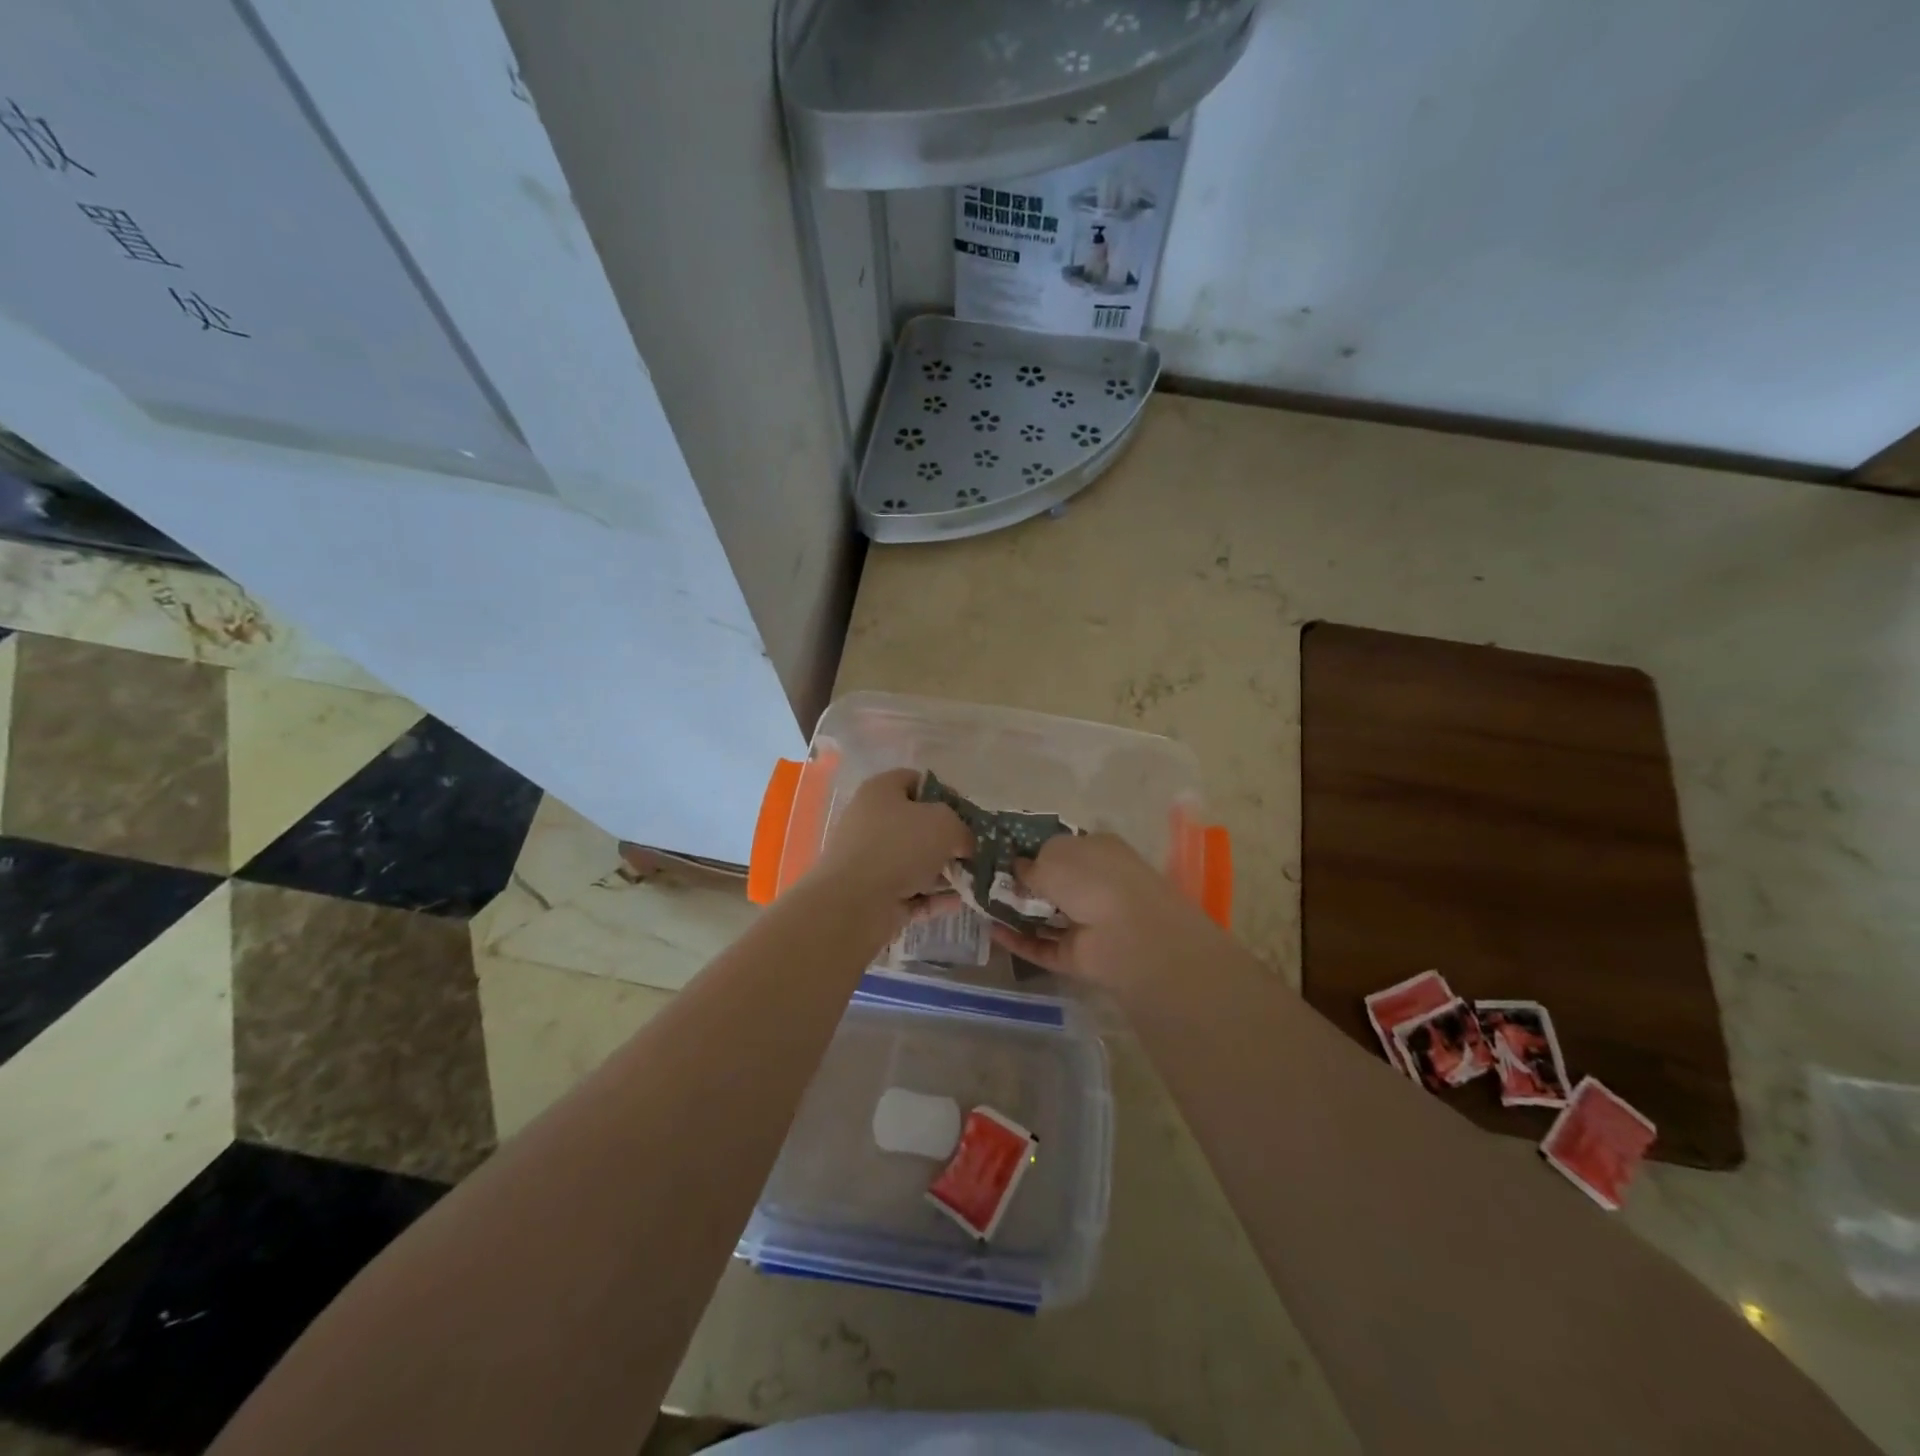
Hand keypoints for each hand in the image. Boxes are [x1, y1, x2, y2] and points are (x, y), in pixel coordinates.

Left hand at [809, 768, 972, 923]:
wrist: (853, 903)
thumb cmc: (899, 847)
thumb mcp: (944, 824)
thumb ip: (962, 828)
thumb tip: (964, 844)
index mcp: (881, 791)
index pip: (915, 781)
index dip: (944, 794)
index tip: (966, 814)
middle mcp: (871, 821)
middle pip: (916, 825)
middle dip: (947, 839)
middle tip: (972, 851)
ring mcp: (870, 860)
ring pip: (914, 862)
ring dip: (943, 872)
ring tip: (973, 880)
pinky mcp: (872, 894)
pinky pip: (910, 892)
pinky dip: (932, 897)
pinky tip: (958, 903)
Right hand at [989, 832, 1227, 993]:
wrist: (1128, 933)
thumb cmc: (1091, 878)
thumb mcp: (1053, 855)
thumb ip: (1030, 862)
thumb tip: (1017, 868)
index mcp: (1095, 851)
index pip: (1059, 849)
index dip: (1028, 851)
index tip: (997, 854)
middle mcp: (1093, 884)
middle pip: (1050, 884)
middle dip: (1018, 884)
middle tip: (980, 881)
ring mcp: (1086, 922)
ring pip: (1044, 917)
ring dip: (1013, 913)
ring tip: (977, 906)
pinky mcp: (1077, 955)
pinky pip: (1042, 946)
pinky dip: (1018, 941)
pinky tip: (990, 932)